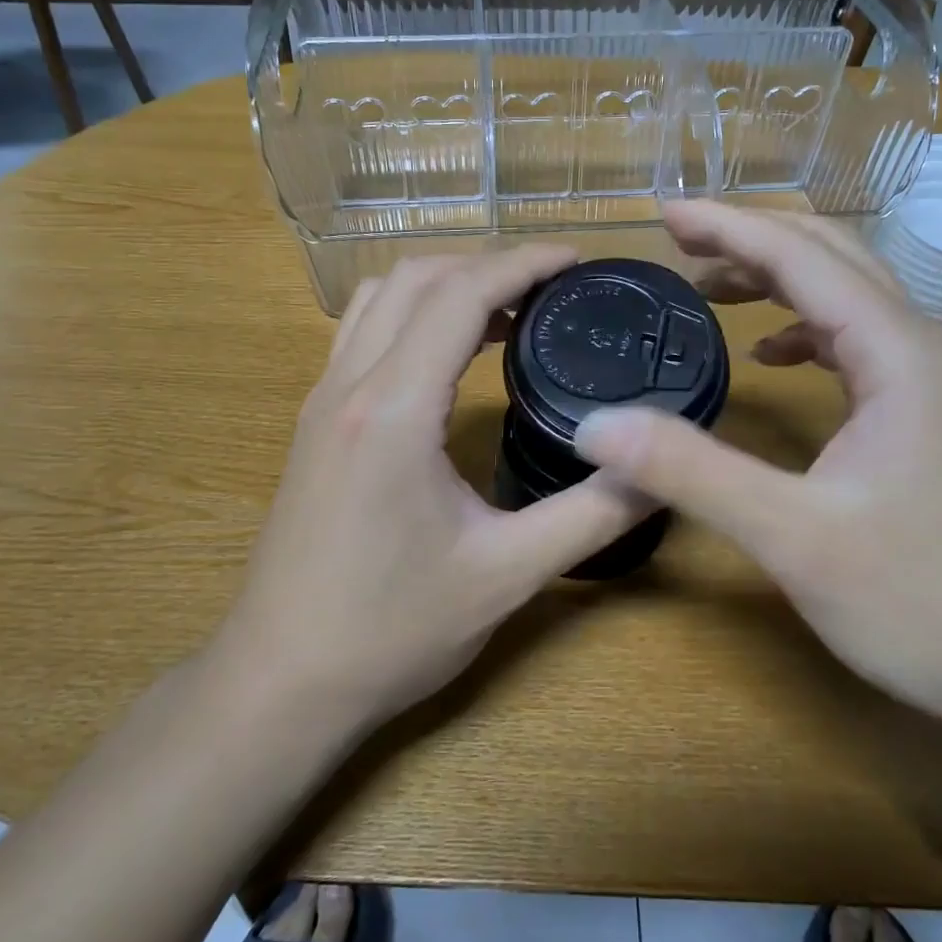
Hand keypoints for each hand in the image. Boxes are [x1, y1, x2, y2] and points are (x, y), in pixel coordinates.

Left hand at [215, 247, 645, 732]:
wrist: (281, 682)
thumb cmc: (391, 631)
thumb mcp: (507, 574)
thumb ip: (592, 513)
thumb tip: (661, 467)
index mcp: (394, 409)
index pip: (461, 295)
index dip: (524, 263)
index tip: (578, 259)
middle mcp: (349, 385)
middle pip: (418, 278)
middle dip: (489, 264)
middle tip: (552, 288)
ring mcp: (321, 400)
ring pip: (381, 297)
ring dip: (445, 284)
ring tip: (508, 313)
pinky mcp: (314, 422)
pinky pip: (363, 331)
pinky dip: (412, 314)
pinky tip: (449, 354)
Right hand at [572, 201, 941, 727]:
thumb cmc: (924, 603)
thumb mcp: (793, 537)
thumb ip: (690, 473)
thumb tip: (596, 427)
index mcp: (898, 352)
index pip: (802, 257)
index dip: (728, 226)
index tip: (663, 214)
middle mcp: (922, 349)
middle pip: (832, 257)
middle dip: (751, 238)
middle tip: (679, 240)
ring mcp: (933, 385)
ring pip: (848, 297)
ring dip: (779, 278)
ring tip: (712, 287)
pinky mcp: (929, 419)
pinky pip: (860, 344)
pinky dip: (807, 329)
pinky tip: (775, 356)